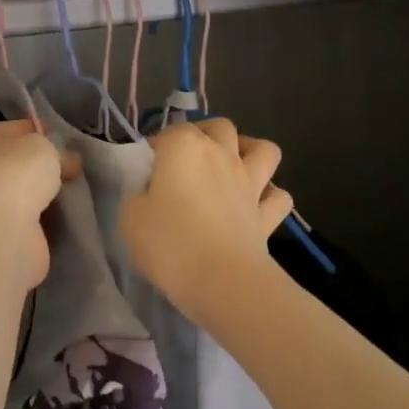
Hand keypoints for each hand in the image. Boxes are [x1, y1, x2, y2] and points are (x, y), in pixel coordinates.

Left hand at [0, 121, 78, 287]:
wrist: (0, 232)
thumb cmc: (15, 174)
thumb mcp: (44, 147)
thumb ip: (56, 150)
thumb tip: (67, 161)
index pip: (14, 130)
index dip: (39, 131)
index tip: (66, 140)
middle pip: (18, 163)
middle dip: (44, 166)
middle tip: (74, 168)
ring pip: (23, 193)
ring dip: (45, 195)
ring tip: (75, 192)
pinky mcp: (1, 234)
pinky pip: (30, 220)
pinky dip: (45, 220)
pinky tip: (66, 217)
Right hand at [121, 118, 294, 319]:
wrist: (221, 281)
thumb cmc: (169, 242)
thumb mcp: (130, 218)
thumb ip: (138, 196)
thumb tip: (149, 193)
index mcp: (183, 148)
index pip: (168, 132)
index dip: (156, 148)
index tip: (146, 170)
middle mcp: (221, 155)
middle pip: (219, 127)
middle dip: (205, 134)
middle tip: (188, 159)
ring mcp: (250, 183)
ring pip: (263, 150)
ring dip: (250, 151)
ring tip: (233, 166)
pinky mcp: (268, 215)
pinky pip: (279, 196)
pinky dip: (270, 196)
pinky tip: (256, 205)